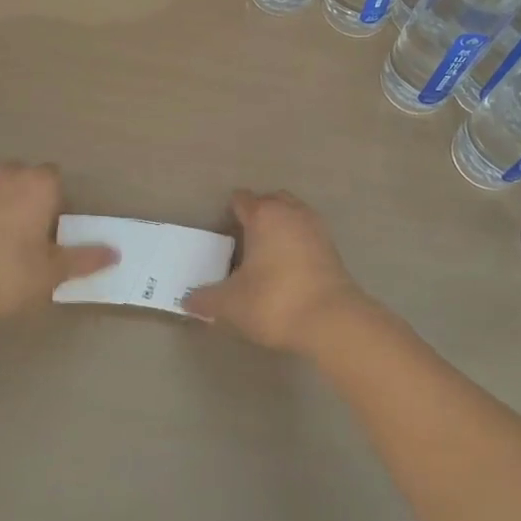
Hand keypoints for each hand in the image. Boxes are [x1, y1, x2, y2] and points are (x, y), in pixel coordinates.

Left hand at [0, 163, 115, 319]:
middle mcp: (9, 174)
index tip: (56, 230)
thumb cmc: (8, 270)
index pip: (56, 179)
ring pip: (0, 190)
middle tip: (34, 236)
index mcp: (39, 183)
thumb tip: (114, 253)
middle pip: (27, 179)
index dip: (59, 202)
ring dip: (6, 207)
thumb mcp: (51, 272)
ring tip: (7, 243)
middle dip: (32, 200)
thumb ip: (83, 259)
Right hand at [183, 190, 372, 353]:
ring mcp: (315, 226)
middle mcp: (290, 211)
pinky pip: (308, 233)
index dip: (230, 212)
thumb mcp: (231, 304)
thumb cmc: (274, 301)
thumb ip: (206, 299)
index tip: (222, 232)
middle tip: (245, 240)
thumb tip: (187, 300)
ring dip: (281, 226)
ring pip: (293, 213)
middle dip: (258, 213)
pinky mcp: (333, 247)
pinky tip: (289, 267)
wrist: (332, 320)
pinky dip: (298, 242)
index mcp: (263, 215)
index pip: (242, 199)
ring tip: (268, 253)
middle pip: (271, 200)